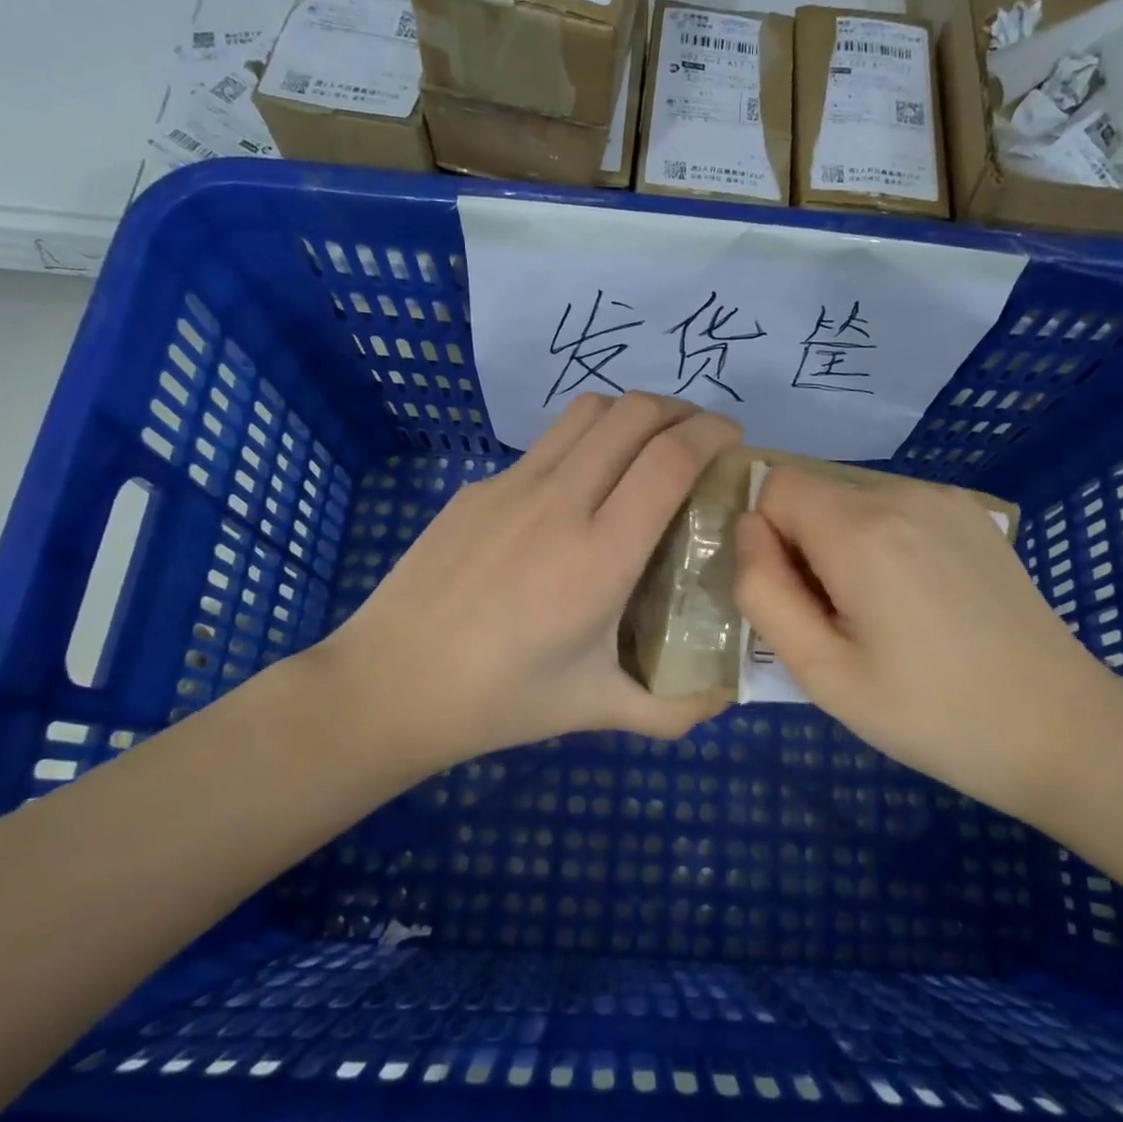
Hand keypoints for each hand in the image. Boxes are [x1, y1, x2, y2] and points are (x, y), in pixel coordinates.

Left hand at [321, 393, 740, 774]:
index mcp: (600, 555)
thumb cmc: (500, 700)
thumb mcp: (599, 710)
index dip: (712, 434)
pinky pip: (547, 444)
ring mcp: (512, 486)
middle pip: (634, 414)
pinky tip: (581, 489)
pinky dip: (585, 442)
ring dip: (632, 414)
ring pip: (588, 411)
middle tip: (700, 441)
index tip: (733, 443)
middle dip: (682, 411)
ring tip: (648, 446)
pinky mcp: (478, 487)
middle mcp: (560, 502)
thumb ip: (675, 709)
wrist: (389, 685)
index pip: (670, 458)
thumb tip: (727, 693)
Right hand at [732, 464, 1122, 818]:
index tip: (799, 598)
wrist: (1061, 729)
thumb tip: (748, 530)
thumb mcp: (822, 672)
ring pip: (853, 499)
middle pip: (815, 492)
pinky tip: (921, 599)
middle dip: (805, 545)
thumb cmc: (930, 713)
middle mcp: (904, 493)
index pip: (775, 486)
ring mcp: (946, 499)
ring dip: (844, 544)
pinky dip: (884, 541)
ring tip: (884, 615)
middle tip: (840, 620)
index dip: (769, 539)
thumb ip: (763, 592)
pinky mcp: (974, 515)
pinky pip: (896, 508)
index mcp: (863, 530)